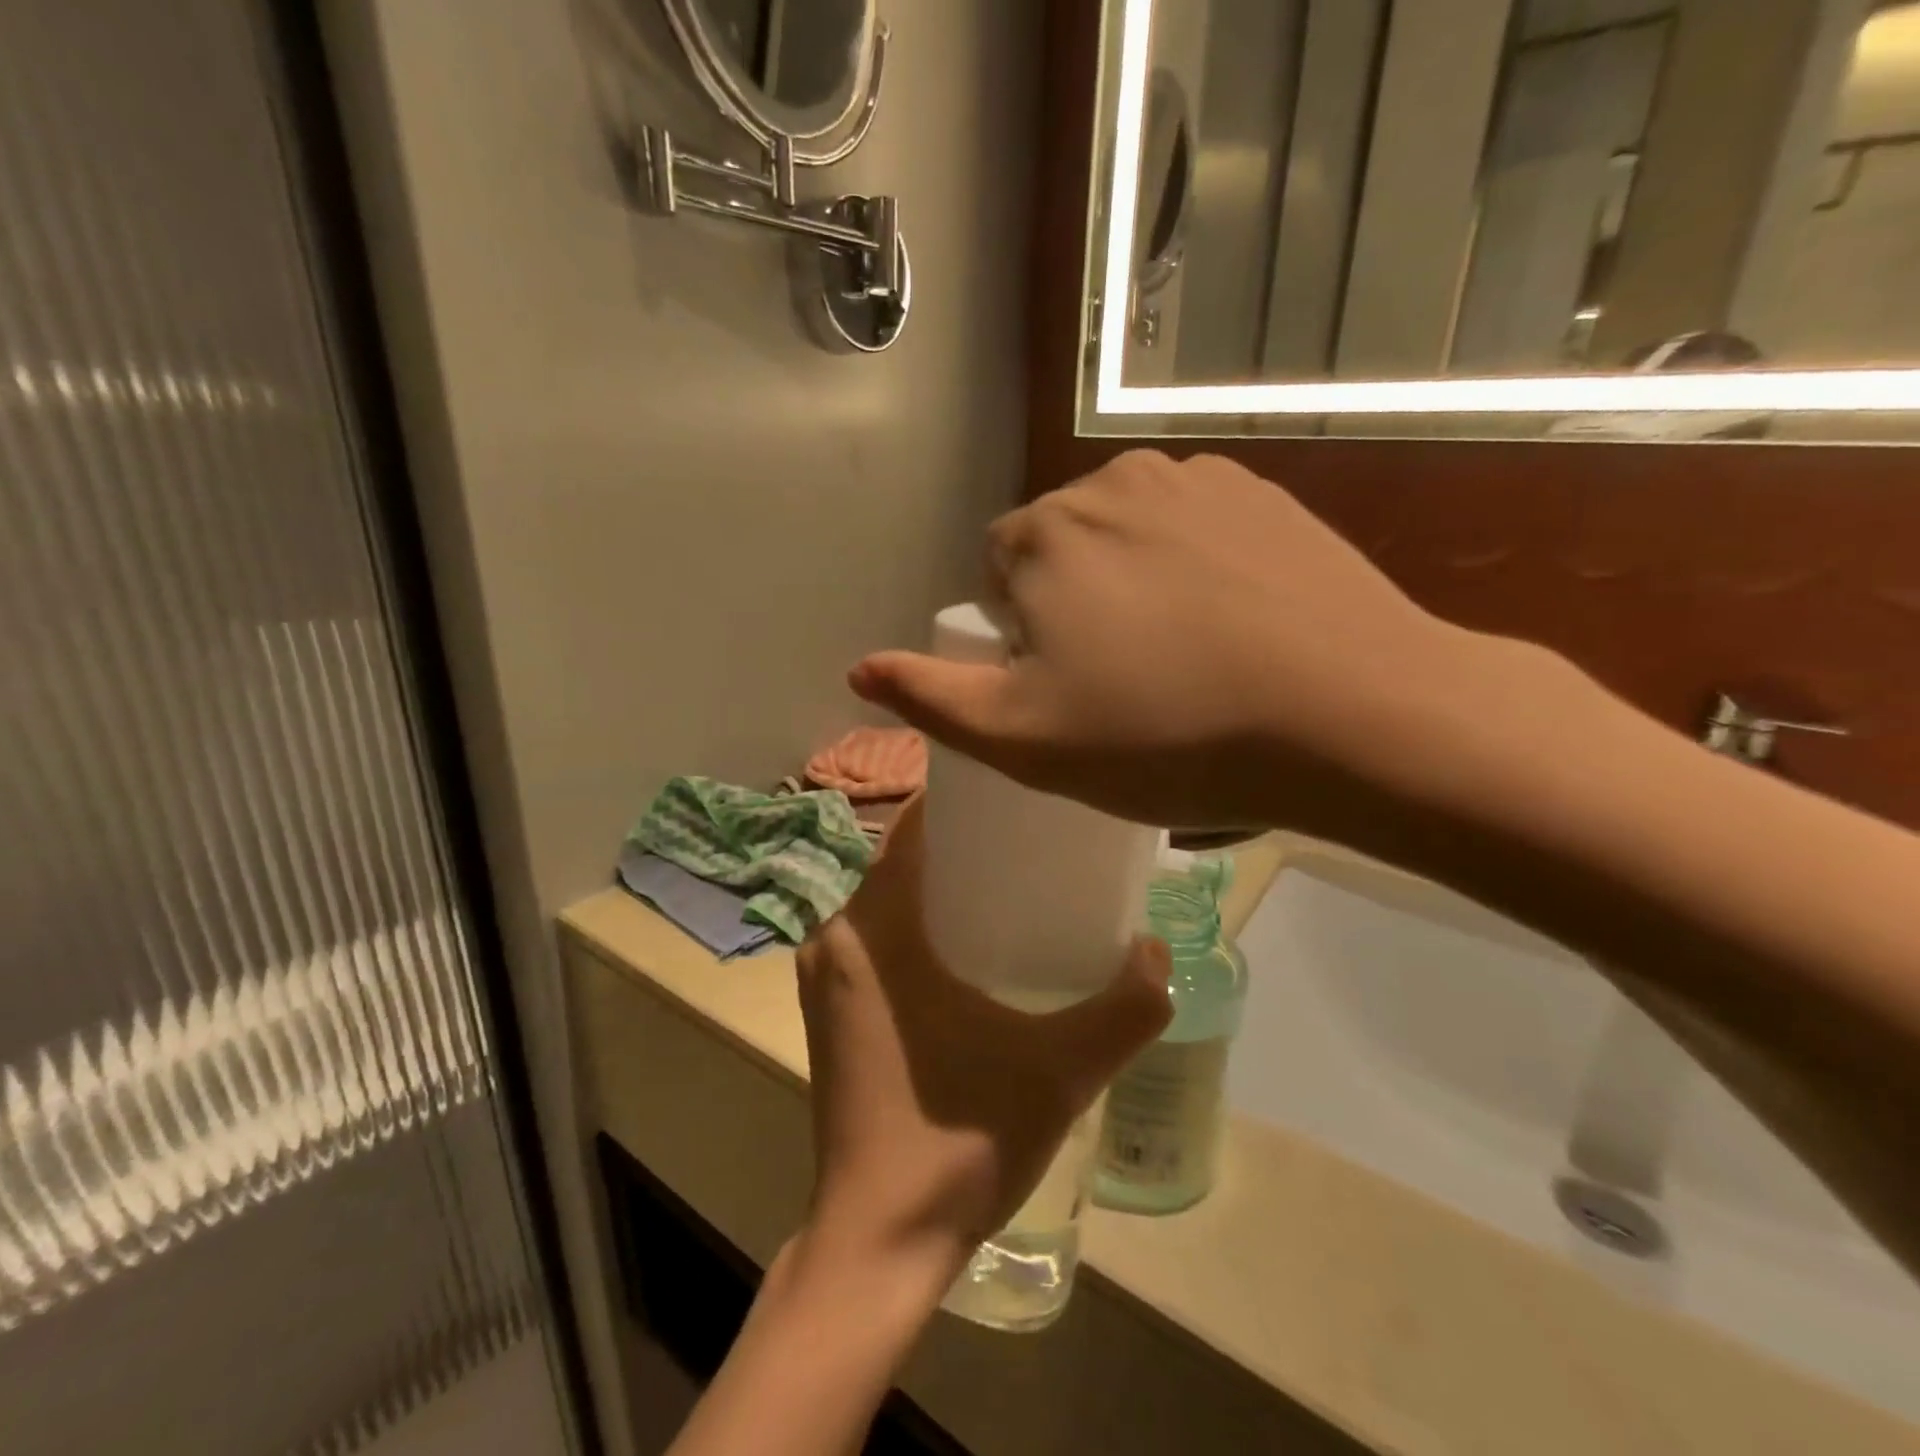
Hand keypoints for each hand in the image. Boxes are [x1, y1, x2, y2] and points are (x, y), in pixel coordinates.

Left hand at [795, 799, 1171, 1285]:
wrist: (878, 1243)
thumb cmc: (957, 1144)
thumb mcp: (1059, 1071)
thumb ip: (1124, 1009)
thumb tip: (1158, 951)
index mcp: (871, 928)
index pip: (910, 828)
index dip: (961, 800)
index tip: (1017, 793)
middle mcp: (834, 937)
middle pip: (902, 860)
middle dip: (963, 843)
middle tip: (1032, 840)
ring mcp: (824, 976)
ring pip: (888, 899)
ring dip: (942, 884)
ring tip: (1013, 883)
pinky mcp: (829, 1010)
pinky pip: (877, 937)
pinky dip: (919, 923)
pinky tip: (973, 947)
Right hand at [848, 450, 1498, 834]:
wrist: (1348, 715)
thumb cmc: (1165, 735)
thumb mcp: (1025, 740)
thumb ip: (933, 700)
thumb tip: (859, 670)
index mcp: (1044, 535)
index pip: (998, 572)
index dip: (1021, 635)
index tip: (1068, 687)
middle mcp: (1110, 482)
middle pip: (1062, 548)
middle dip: (1073, 604)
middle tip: (1126, 682)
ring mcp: (1195, 479)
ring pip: (1129, 535)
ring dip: (1134, 583)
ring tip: (1184, 657)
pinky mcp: (1264, 493)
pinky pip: (1195, 528)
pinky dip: (1196, 567)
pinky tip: (1235, 625)